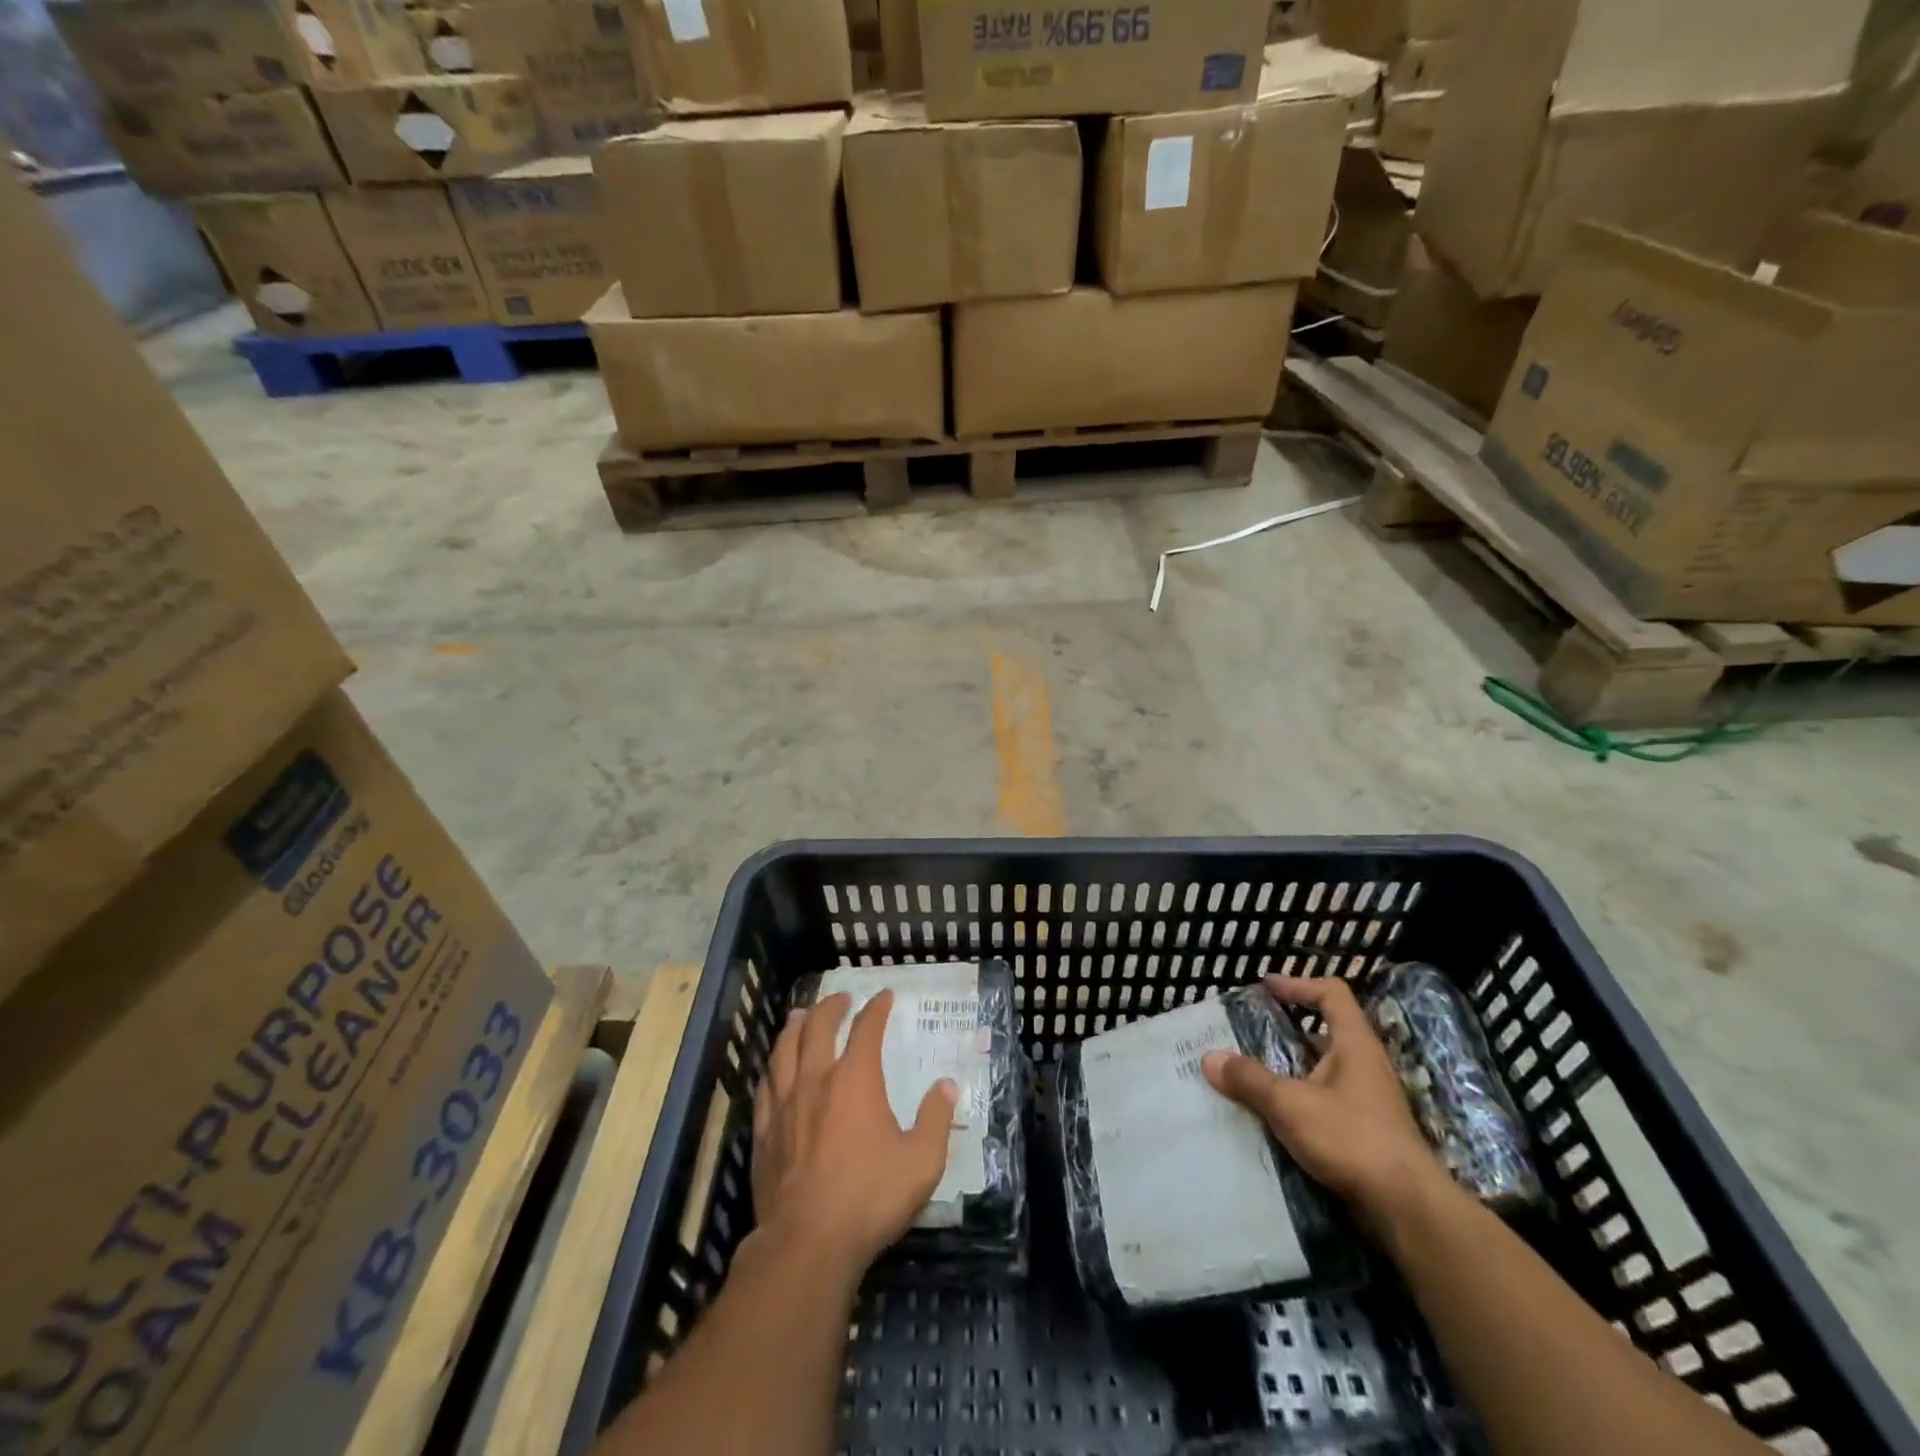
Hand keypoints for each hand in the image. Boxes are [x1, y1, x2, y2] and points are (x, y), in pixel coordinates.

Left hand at [751, 990, 957, 1280]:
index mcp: (856, 1080)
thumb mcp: (922, 1161)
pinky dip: (772, 1069)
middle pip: (818, 1027)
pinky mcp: (763, 1133)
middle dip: (831, 1007)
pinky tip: (774, 1071)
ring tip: (801, 1016)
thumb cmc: (870, 1197)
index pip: (866, 1029)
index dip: (876, 1008)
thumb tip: (947, 1086)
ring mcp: (784, 1105)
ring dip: (795, 1027)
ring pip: (784, 1050)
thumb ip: (936, 1119)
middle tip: (841, 999)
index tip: (884, 997)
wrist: (807, 1243)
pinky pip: (765, 1087)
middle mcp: (816, 1080)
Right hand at [1203, 975, 1450, 1233]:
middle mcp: (1365, 1066)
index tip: (1265, 987)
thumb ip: (1249, 1079)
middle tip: (1249, 1034)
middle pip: (1324, 1033)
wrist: (1408, 1210)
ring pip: (1322, 1071)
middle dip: (1286, 1031)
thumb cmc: (1351, 1139)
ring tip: (1250, 1075)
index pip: (1331, 994)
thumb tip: (1209, 1058)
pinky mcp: (1366, 1133)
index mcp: (1355, 1044)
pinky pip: (1324, 1103)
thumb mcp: (1290, 1104)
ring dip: (1289, 1070)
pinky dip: (1298, 1102)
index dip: (1298, 984)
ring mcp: (1368, 1102)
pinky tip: (1271, 1116)